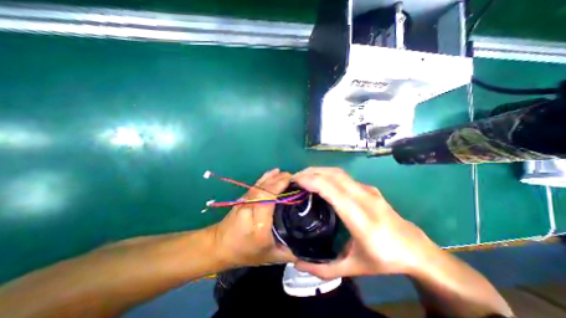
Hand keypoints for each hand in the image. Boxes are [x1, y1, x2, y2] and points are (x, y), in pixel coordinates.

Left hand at [209, 169, 295, 267]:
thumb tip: (310, 243)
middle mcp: (250, 210)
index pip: (267, 200)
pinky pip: (256, 185)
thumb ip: (291, 250)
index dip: (279, 187)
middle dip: (279, 180)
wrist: (220, 247)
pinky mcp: (243, 198)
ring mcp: (245, 202)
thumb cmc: (247, 253)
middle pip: (264, 190)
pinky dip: (265, 177)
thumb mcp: (272, 257)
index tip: (293, 182)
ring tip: (286, 174)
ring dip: (273, 177)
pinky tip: (273, 172)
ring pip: (259, 185)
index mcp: (259, 225)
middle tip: (294, 178)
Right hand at [292, 168, 441, 278]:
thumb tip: (297, 263)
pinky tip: (320, 182)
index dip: (311, 181)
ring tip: (304, 177)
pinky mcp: (368, 188)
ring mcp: (367, 190)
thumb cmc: (384, 260)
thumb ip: (323, 269)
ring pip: (338, 172)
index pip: (331, 190)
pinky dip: (327, 174)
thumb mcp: (353, 269)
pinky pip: (344, 177)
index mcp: (360, 217)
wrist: (416, 250)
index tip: (295, 181)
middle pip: (333, 175)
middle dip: (311, 172)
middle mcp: (364, 198)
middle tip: (295, 178)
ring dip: (319, 171)